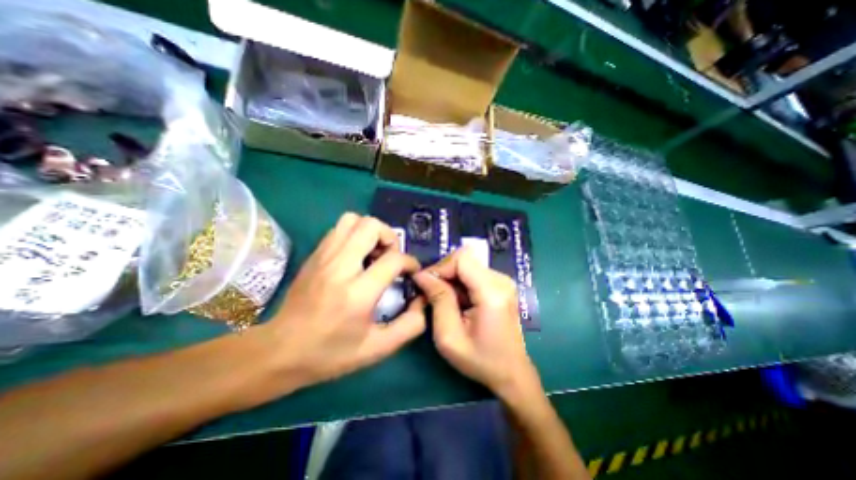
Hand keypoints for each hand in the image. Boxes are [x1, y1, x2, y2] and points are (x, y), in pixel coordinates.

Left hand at [268, 213, 426, 388]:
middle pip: (371, 226)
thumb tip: (423, 300)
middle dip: (390, 237)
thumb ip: (410, 325)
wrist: (279, 352)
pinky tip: (357, 256)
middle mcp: (339, 267)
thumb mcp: (377, 348)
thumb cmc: (330, 353)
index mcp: (357, 293)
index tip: (411, 272)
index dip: (410, 262)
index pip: (393, 259)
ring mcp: (323, 257)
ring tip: (374, 253)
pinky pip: (339, 228)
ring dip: (371, 232)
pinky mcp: (314, 254)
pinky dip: (354, 234)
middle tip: (390, 257)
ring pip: (353, 219)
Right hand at [413, 248, 540, 400]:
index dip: (440, 267)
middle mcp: (501, 280)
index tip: (425, 284)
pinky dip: (459, 283)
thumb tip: (422, 275)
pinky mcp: (501, 285)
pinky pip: (473, 272)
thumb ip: (438, 300)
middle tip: (431, 293)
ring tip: (442, 300)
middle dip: (443, 273)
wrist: (511, 373)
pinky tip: (456, 301)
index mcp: (492, 292)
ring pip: (467, 264)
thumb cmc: (480, 360)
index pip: (462, 259)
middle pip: (464, 259)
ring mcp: (503, 281)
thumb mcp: (450, 336)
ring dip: (450, 278)